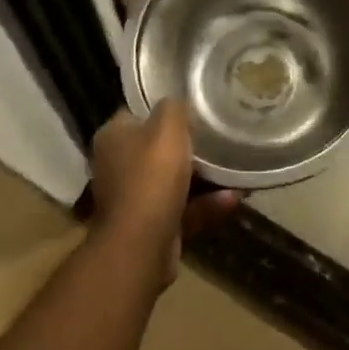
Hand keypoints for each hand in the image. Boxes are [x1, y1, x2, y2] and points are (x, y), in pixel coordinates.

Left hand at [90, 103, 238, 285]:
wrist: (141, 245)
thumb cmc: (152, 175)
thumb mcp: (168, 126)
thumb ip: (174, 108)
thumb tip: (177, 104)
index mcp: (113, 137)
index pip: (137, 114)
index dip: (163, 110)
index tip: (191, 109)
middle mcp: (117, 166)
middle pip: (156, 148)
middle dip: (187, 146)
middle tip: (216, 137)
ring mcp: (133, 199)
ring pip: (173, 181)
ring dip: (203, 177)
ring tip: (234, 168)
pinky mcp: (151, 227)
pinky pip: (184, 209)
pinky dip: (207, 204)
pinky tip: (235, 197)